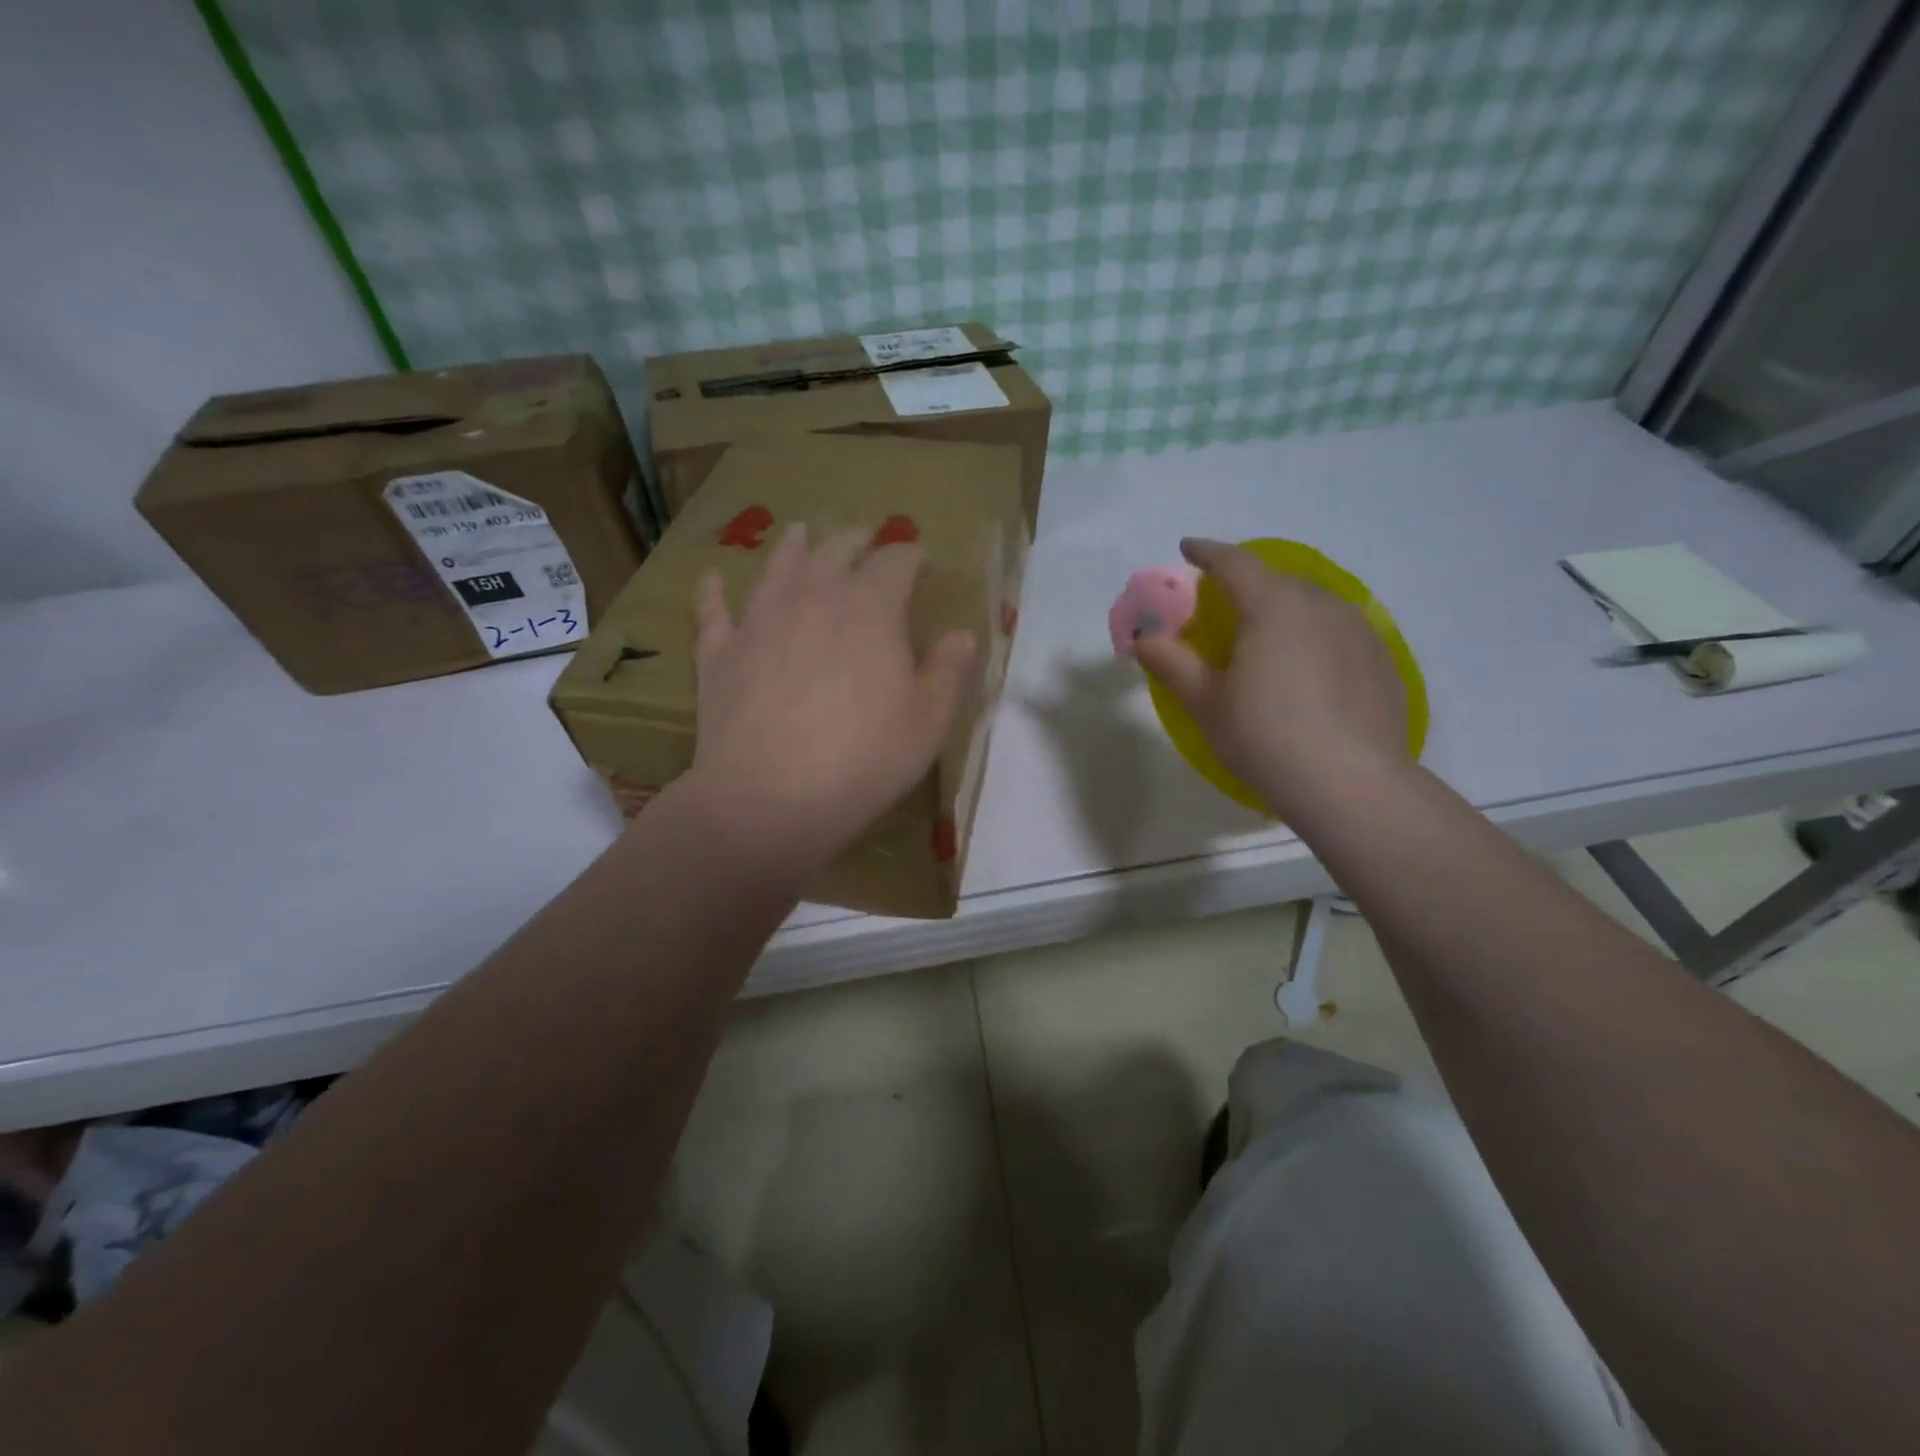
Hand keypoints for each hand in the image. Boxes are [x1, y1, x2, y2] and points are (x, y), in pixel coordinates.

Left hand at [686, 524, 976, 865]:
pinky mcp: (720, 652)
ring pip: (778, 568)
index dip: (911, 556)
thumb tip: (962, 635)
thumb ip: (948, 672)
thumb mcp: (927, 723)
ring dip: (793, 547)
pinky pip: (715, 611)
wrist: (768, 798)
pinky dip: (715, 593)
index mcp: (870, 608)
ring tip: (800, 533)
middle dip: (856, 541)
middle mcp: (813, 597)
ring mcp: (760, 620)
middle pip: (836, 551)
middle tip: (865, 540)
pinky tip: (713, 580)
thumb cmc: (863, 760)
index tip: (921, 561)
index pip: (896, 561)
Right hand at [1132, 538, 1406, 815]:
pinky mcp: (1383, 662)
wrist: (1350, 784)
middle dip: (1247, 585)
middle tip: (1225, 608)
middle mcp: (1321, 606)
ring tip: (1269, 642)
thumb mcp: (1205, 702)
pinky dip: (1317, 639)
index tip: (1187, 548)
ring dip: (1285, 611)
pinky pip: (1341, 635)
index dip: (1207, 552)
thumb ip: (1171, 662)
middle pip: (1277, 582)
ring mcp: (1361, 632)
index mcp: (1273, 607)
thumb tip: (1142, 638)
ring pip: (1314, 607)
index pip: (1234, 563)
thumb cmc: (1264, 736)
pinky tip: (1311, 674)